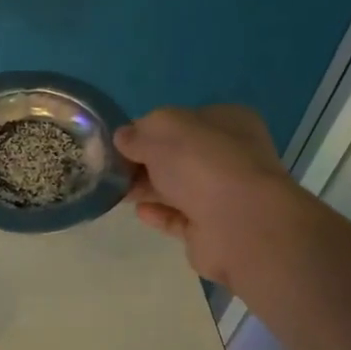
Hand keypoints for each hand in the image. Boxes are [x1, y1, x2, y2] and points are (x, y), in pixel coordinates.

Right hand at [114, 105, 302, 285]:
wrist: (239, 225)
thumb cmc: (203, 164)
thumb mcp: (162, 132)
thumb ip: (138, 134)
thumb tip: (123, 138)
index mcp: (227, 123)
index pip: (183, 120)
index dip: (150, 128)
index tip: (122, 140)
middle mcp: (230, 156)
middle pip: (178, 156)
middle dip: (145, 160)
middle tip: (111, 167)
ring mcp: (223, 195)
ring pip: (177, 187)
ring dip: (146, 187)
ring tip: (114, 190)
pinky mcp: (212, 229)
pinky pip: (179, 217)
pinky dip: (158, 213)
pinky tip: (138, 211)